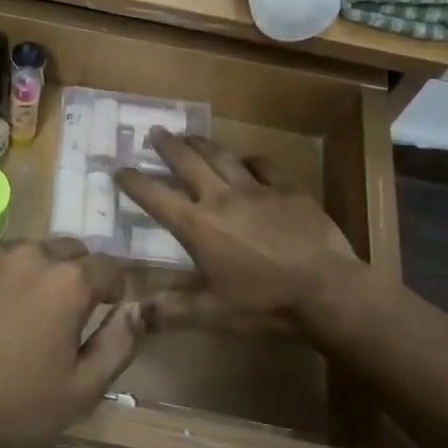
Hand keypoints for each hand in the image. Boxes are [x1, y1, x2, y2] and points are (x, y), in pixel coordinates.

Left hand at [0, 240, 141, 447]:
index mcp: (70, 281)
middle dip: (72, 275)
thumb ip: (119, 343)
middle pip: (66, 252)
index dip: (113, 287)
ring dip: (28, 274)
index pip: (109, 267)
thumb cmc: (12, 402)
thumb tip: (138, 309)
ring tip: (11, 312)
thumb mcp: (81, 389)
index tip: (106, 306)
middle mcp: (32, 252)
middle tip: (58, 312)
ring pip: (23, 253)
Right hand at [115, 132, 365, 338]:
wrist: (327, 291)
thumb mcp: (212, 314)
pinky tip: (247, 159)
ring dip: (202, 143)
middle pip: (188, 162)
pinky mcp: (288, 189)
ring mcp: (257, 189)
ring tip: (190, 135)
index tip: (120, 169)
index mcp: (198, 226)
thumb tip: (130, 316)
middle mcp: (221, 198)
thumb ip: (170, 312)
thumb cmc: (264, 304)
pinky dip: (251, 160)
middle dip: (167, 146)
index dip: (134, 182)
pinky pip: (264, 165)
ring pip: (222, 157)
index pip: (156, 197)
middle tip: (155, 131)